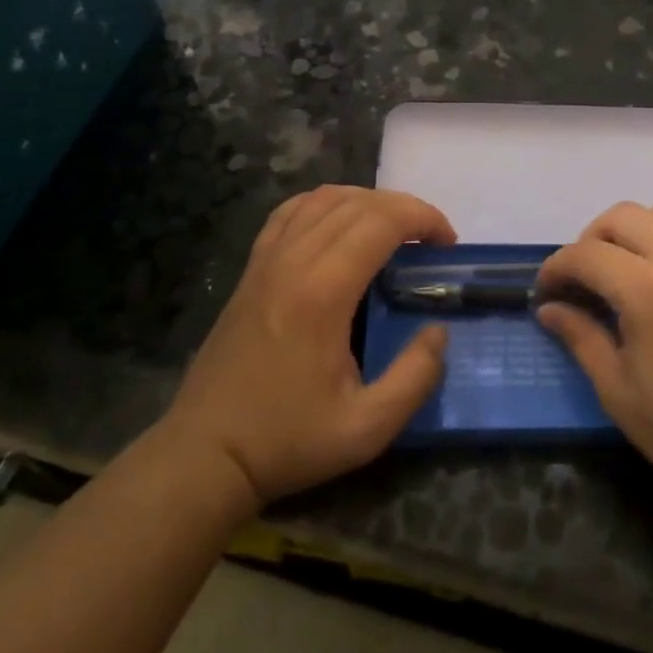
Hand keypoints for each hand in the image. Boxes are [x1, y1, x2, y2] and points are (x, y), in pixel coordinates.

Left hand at [162, 186, 454, 512]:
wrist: (205, 454)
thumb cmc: (287, 440)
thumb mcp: (366, 429)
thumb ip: (415, 377)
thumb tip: (439, 332)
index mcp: (323, 292)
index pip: (381, 221)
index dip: (423, 218)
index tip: (447, 243)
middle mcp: (293, 261)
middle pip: (357, 203)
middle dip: (404, 208)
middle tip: (429, 239)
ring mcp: (266, 260)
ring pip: (323, 198)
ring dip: (367, 202)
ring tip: (391, 230)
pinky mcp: (251, 268)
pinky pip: (291, 212)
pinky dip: (324, 204)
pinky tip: (338, 226)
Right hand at [536, 196, 652, 521]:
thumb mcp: (618, 391)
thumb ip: (580, 337)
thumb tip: (549, 308)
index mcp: (647, 290)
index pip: (586, 254)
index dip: (557, 267)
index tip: (548, 289)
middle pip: (624, 216)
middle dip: (593, 239)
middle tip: (587, 274)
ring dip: (642, 228)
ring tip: (637, 262)